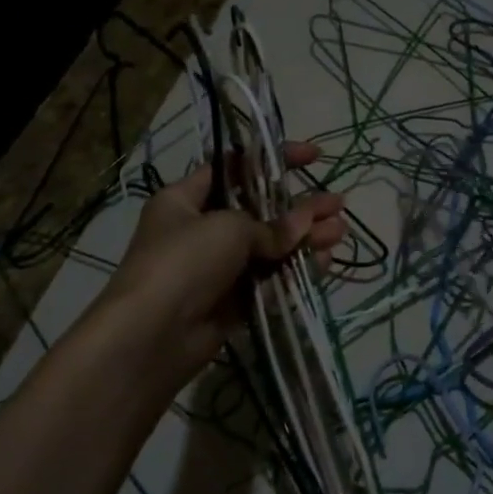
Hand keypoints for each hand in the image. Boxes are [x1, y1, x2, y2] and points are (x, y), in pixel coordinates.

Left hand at [99, 141, 347, 390]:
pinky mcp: (232, 301)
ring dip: (306, 238)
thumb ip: (272, 225)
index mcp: (185, 200)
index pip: (235, 167)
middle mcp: (200, 230)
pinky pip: (270, 279)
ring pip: (270, 246)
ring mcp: (217, 268)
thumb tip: (304, 225)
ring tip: (340, 232)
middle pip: (260, 210)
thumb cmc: (183, 262)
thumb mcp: (228, 228)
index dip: (274, 159)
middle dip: (300, 206)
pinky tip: (325, 262)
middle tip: (337, 203)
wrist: (152, 336)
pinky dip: (296, 269)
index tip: (313, 157)